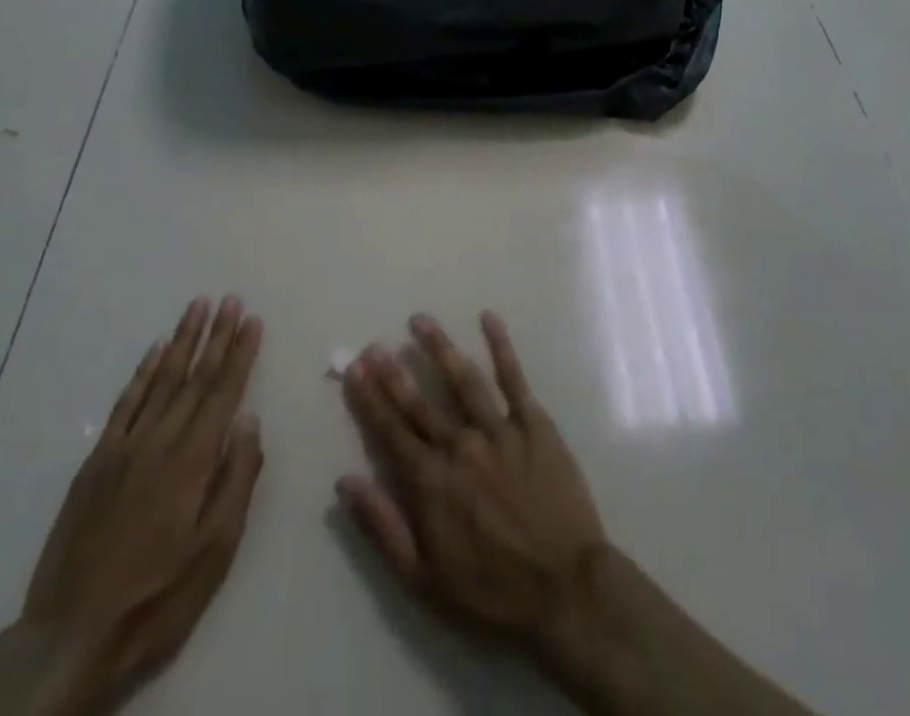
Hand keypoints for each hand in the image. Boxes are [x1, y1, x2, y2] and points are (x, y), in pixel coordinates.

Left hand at [6, 296, 264, 715]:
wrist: (70, 637)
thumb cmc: (158, 596)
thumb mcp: (215, 549)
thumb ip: (237, 478)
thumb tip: (249, 420)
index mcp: (192, 459)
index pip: (223, 391)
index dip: (240, 352)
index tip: (252, 319)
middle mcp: (159, 441)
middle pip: (194, 376)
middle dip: (216, 335)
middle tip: (230, 299)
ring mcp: (123, 448)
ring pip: (160, 380)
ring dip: (182, 341)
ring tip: (197, 307)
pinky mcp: (96, 463)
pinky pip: (125, 404)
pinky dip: (142, 373)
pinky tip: (154, 352)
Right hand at [337, 312, 608, 656]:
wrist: (565, 590)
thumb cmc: (491, 591)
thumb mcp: (423, 580)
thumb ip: (382, 527)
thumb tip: (344, 482)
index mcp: (431, 482)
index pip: (391, 431)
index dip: (370, 398)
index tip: (355, 369)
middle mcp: (460, 446)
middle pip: (421, 401)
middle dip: (394, 371)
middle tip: (375, 343)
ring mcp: (499, 430)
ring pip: (463, 379)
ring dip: (439, 347)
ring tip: (420, 320)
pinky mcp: (534, 424)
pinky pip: (514, 378)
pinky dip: (501, 345)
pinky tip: (488, 318)